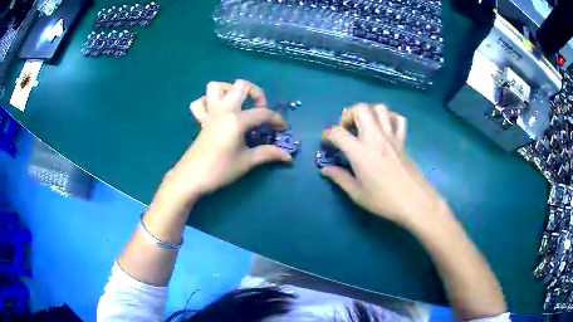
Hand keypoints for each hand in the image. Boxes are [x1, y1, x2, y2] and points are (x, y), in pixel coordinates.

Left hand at [157, 80, 291, 206]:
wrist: (191, 178)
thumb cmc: (220, 170)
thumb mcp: (246, 162)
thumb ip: (268, 154)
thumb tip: (288, 157)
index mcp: (236, 119)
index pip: (263, 113)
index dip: (277, 120)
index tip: (283, 129)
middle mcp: (223, 110)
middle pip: (241, 86)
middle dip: (256, 93)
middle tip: (260, 110)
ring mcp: (210, 113)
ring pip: (216, 87)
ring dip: (230, 91)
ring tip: (239, 105)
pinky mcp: (201, 120)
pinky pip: (201, 102)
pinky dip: (209, 102)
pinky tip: (217, 113)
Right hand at [321, 104, 451, 228]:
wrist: (415, 202)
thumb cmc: (384, 201)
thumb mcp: (357, 194)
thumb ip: (340, 178)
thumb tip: (324, 169)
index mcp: (360, 152)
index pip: (338, 132)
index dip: (328, 135)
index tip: (326, 142)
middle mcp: (375, 137)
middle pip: (360, 109)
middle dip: (348, 115)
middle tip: (346, 130)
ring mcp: (391, 136)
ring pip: (379, 108)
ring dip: (368, 112)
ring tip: (364, 126)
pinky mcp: (403, 140)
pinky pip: (398, 119)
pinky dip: (390, 118)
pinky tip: (385, 128)